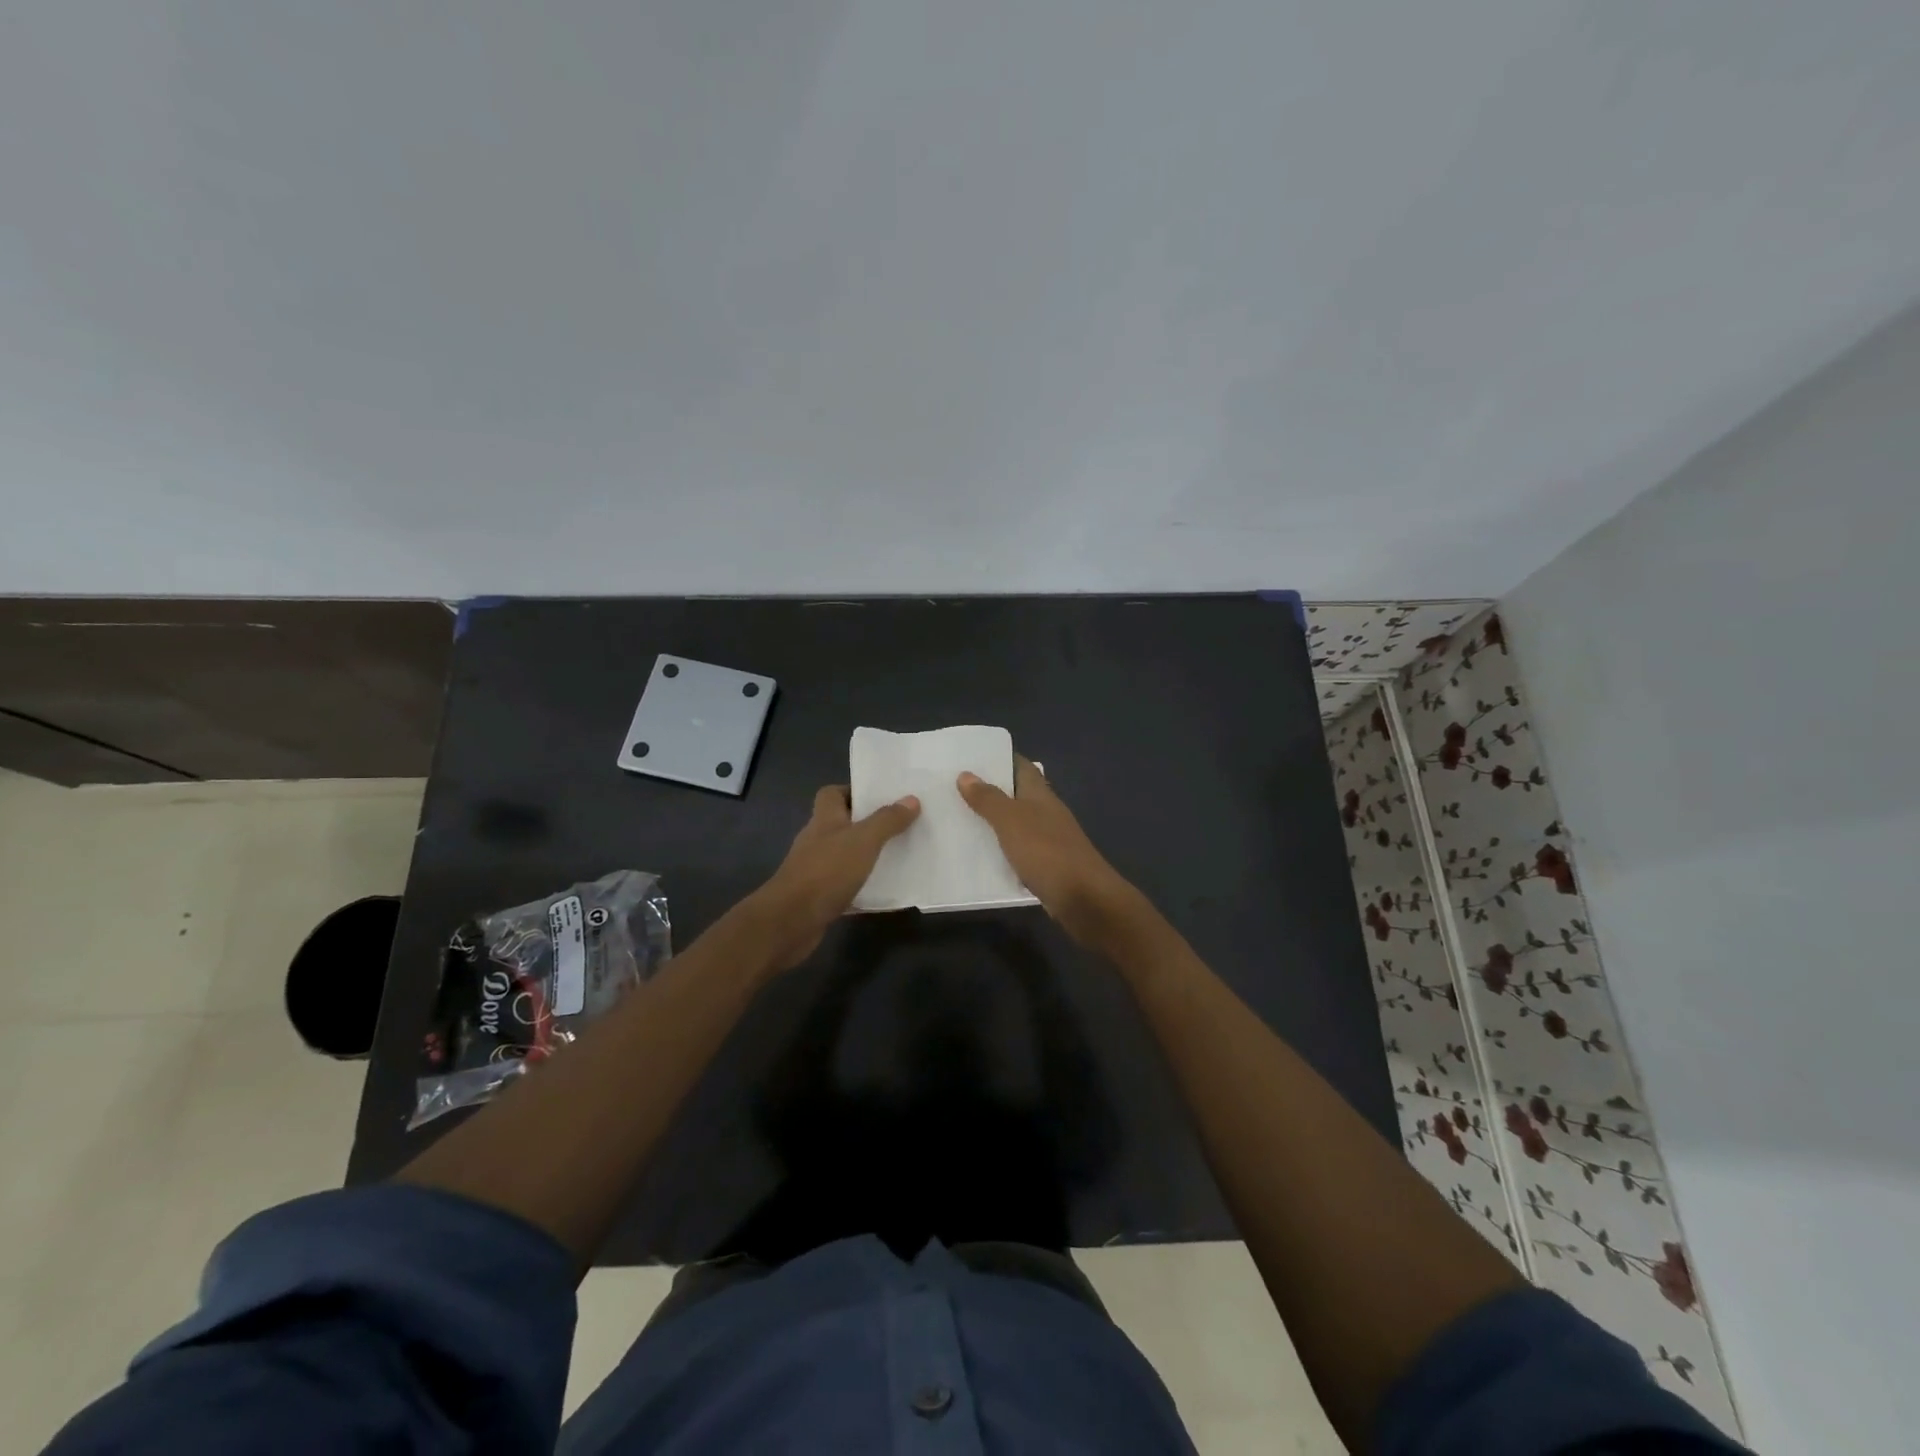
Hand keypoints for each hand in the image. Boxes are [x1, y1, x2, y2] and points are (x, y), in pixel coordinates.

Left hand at [752, 785, 919, 967]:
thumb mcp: (864, 841)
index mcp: (824, 819)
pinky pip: (845, 884)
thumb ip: (887, 820)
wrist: (790, 921)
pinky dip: (862, 886)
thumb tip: (911, 799)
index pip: (832, 793)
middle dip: (868, 824)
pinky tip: (884, 891)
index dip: (854, 791)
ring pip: (845, 854)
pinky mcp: (819, 896)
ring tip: (898, 856)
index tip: (881, 797)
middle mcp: (817, 840)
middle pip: (841, 823)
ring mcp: (815, 869)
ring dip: (867, 855)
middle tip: (900, 825)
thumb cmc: (826, 871)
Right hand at [958, 756, 1138, 948]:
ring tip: (958, 819)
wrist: (1084, 899)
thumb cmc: (1047, 852)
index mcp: (1041, 795)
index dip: (1000, 758)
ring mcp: (1048, 840)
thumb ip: (989, 799)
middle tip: (953, 788)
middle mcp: (1046, 813)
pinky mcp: (1046, 866)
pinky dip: (1000, 849)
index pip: (1021, 766)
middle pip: (1017, 794)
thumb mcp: (1011, 821)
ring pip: (1016, 823)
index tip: (971, 756)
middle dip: (990, 790)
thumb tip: (966, 774)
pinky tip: (979, 854)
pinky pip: (1018, 850)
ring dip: (993, 821)